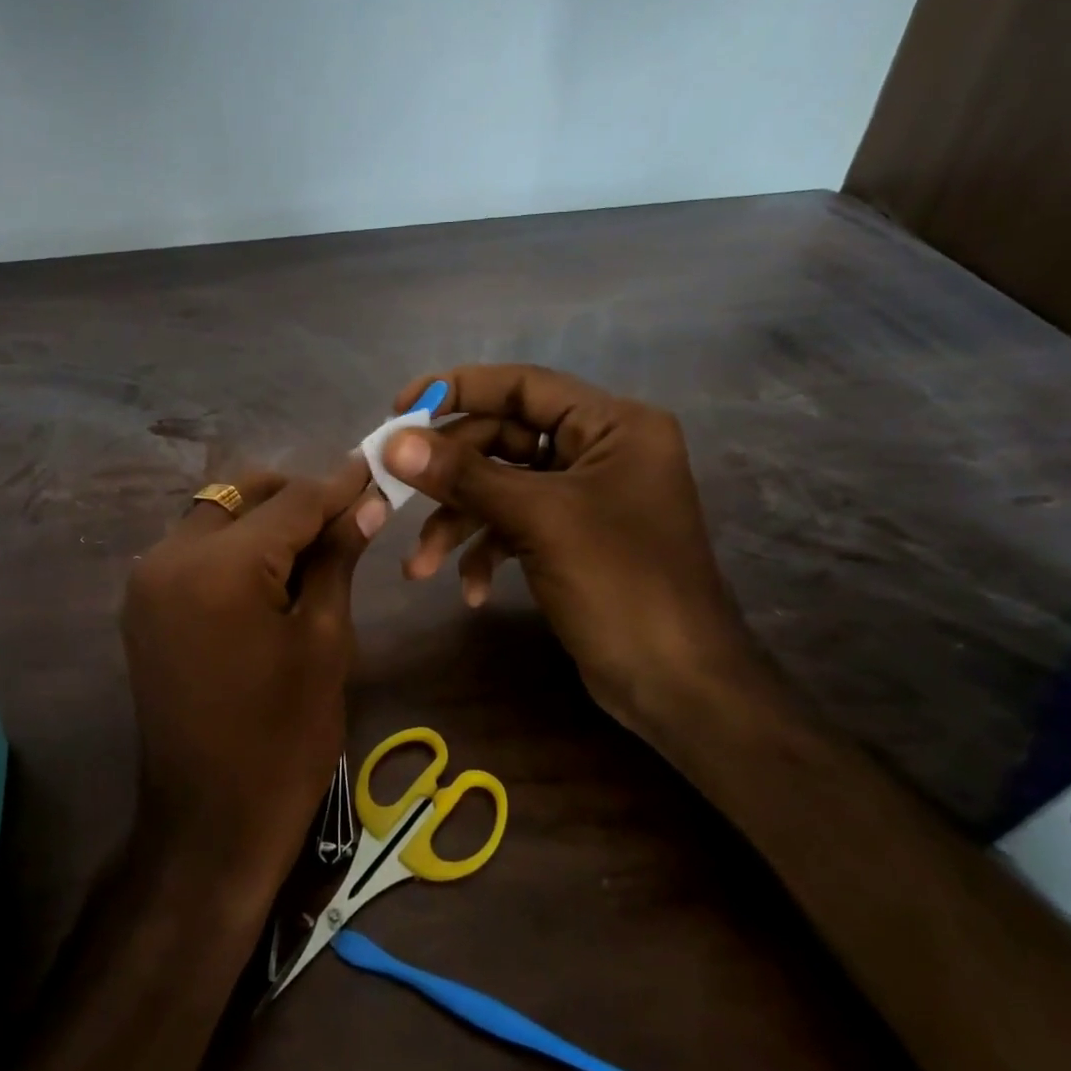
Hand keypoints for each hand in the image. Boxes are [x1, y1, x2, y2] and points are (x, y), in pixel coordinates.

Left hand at [122, 462, 386, 895]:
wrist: (210, 821)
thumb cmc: (284, 738)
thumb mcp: (324, 641)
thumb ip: (336, 559)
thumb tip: (365, 503)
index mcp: (220, 567)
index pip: (292, 501)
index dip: (339, 485)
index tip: (375, 469)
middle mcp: (169, 557)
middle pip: (243, 494)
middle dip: (296, 496)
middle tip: (347, 514)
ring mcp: (147, 580)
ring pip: (215, 514)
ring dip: (263, 517)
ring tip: (314, 543)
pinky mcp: (142, 603)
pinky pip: (194, 547)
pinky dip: (234, 544)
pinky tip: (270, 569)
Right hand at [382, 365, 754, 724]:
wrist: (677, 685)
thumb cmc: (620, 584)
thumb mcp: (537, 520)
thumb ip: (463, 475)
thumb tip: (393, 443)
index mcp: (612, 425)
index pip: (523, 385)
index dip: (458, 389)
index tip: (400, 410)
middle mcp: (599, 450)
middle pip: (503, 440)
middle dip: (449, 477)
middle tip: (393, 494)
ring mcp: (584, 497)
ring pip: (501, 488)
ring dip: (458, 524)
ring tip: (420, 568)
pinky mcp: (570, 538)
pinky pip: (514, 526)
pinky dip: (486, 552)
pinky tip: (471, 591)